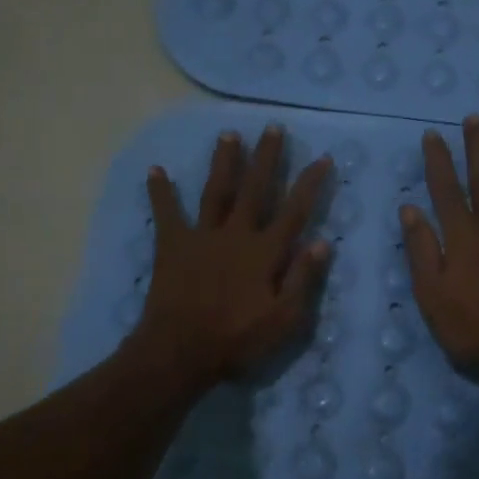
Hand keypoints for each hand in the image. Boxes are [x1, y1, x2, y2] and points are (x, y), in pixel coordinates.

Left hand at [133, 125, 331, 387]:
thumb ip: (303, 279)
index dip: (310, 183)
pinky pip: (166, 213)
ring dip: (223, 162)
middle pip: (255, 189)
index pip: (295, 211)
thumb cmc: (237, 339)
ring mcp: (202, 236)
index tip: (322, 157)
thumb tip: (322, 242)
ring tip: (229, 134)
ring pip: (216, 191)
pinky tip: (156, 169)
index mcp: (266, 252)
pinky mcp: (172, 245)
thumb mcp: (284, 319)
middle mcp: (236, 234)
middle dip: (266, 158)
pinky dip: (161, 191)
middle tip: (273, 128)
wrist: (180, 351)